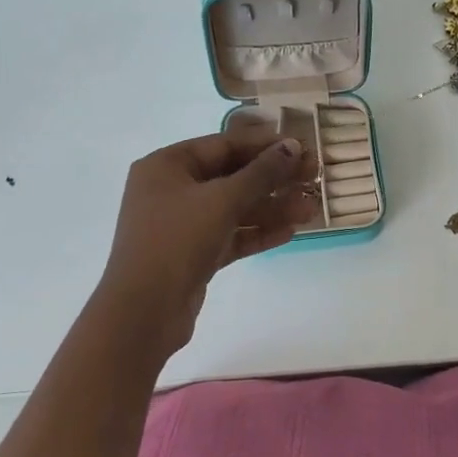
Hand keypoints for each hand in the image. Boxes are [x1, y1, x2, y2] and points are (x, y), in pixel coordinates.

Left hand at [95, 127, 319, 351]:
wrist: (143, 311)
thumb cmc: (176, 241)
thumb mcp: (222, 200)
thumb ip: (261, 173)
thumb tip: (292, 146)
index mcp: (167, 165)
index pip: (223, 145)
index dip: (264, 145)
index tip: (302, 146)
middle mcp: (171, 190)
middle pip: (231, 176)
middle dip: (273, 179)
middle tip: (313, 178)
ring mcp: (181, 224)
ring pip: (233, 208)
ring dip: (272, 208)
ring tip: (310, 210)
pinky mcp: (192, 254)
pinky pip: (230, 235)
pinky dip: (256, 232)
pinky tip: (290, 232)